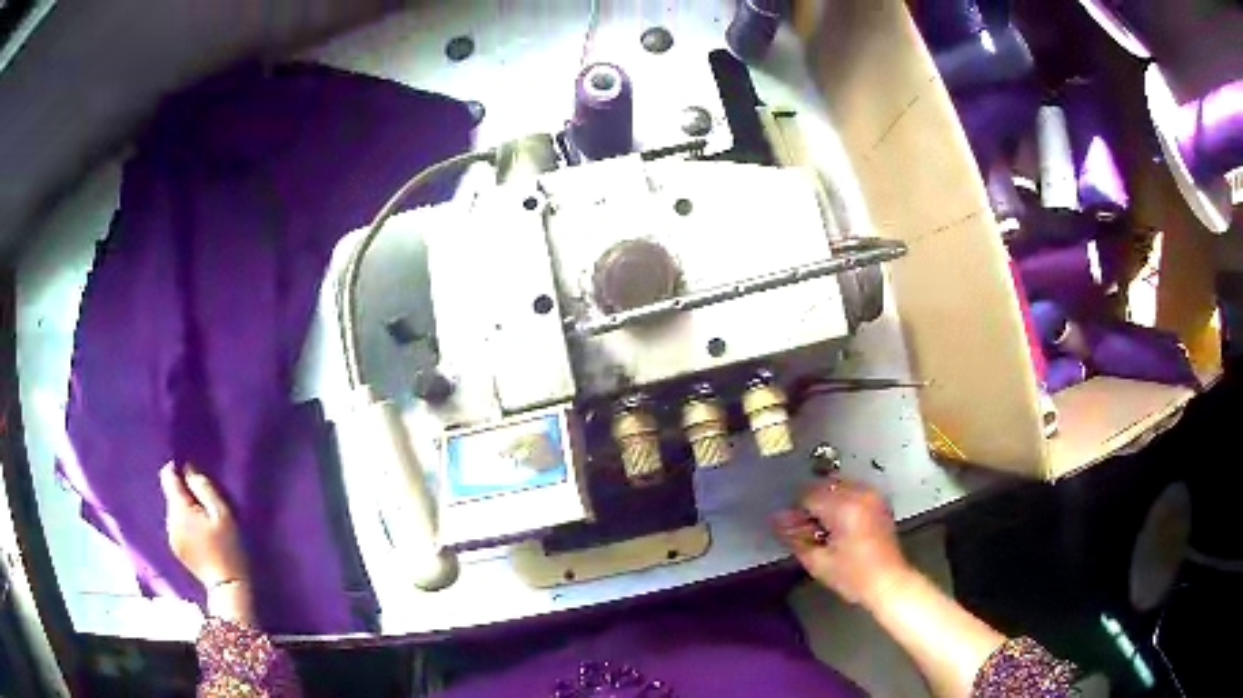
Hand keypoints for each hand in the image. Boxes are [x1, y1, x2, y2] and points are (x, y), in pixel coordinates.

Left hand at [160, 463, 254, 623]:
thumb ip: (204, 488)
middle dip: (186, 495)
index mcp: (179, 509)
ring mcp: (171, 536)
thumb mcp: (222, 514)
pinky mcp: (176, 549)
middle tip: (207, 506)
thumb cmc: (228, 548)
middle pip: (172, 495)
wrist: (227, 587)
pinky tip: (201, 537)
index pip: (167, 477)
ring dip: (186, 511)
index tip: (192, 474)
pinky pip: (177, 526)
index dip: (177, 469)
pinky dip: (186, 525)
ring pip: (175, 511)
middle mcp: (169, 520)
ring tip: (206, 524)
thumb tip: (188, 469)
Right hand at [774, 479, 911, 607]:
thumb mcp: (818, 561)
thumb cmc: (853, 576)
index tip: (793, 528)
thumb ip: (795, 538)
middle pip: (824, 486)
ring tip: (825, 527)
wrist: (888, 581)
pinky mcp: (879, 501)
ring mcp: (872, 495)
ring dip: (827, 501)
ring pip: (839, 485)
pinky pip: (853, 491)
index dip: (796, 512)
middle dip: (812, 504)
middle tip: (807, 528)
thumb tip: (778, 522)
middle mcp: (860, 494)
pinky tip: (840, 524)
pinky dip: (842, 501)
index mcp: (844, 507)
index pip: (808, 495)